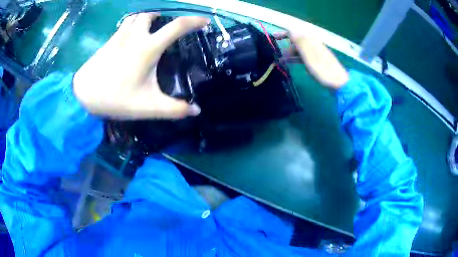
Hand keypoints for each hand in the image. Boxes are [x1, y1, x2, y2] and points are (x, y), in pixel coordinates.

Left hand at [73, 13, 208, 119]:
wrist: (84, 94)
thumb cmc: (116, 99)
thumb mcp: (148, 107)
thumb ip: (174, 109)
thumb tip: (197, 111)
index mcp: (148, 48)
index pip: (177, 26)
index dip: (194, 21)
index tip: (205, 21)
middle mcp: (135, 36)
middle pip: (152, 15)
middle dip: (163, 16)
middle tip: (168, 26)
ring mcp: (120, 36)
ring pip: (136, 17)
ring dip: (146, 18)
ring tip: (151, 27)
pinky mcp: (110, 41)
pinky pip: (124, 25)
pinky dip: (132, 25)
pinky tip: (131, 37)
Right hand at [276, 32, 348, 88]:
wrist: (338, 82)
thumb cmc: (323, 69)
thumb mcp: (309, 55)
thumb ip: (300, 41)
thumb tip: (290, 30)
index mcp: (311, 40)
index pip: (294, 32)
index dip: (283, 33)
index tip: (273, 37)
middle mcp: (312, 43)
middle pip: (296, 41)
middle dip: (286, 46)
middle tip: (278, 56)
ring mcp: (315, 52)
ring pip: (299, 49)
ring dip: (289, 53)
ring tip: (281, 62)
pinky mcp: (316, 60)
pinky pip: (303, 56)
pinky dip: (295, 58)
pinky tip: (291, 63)